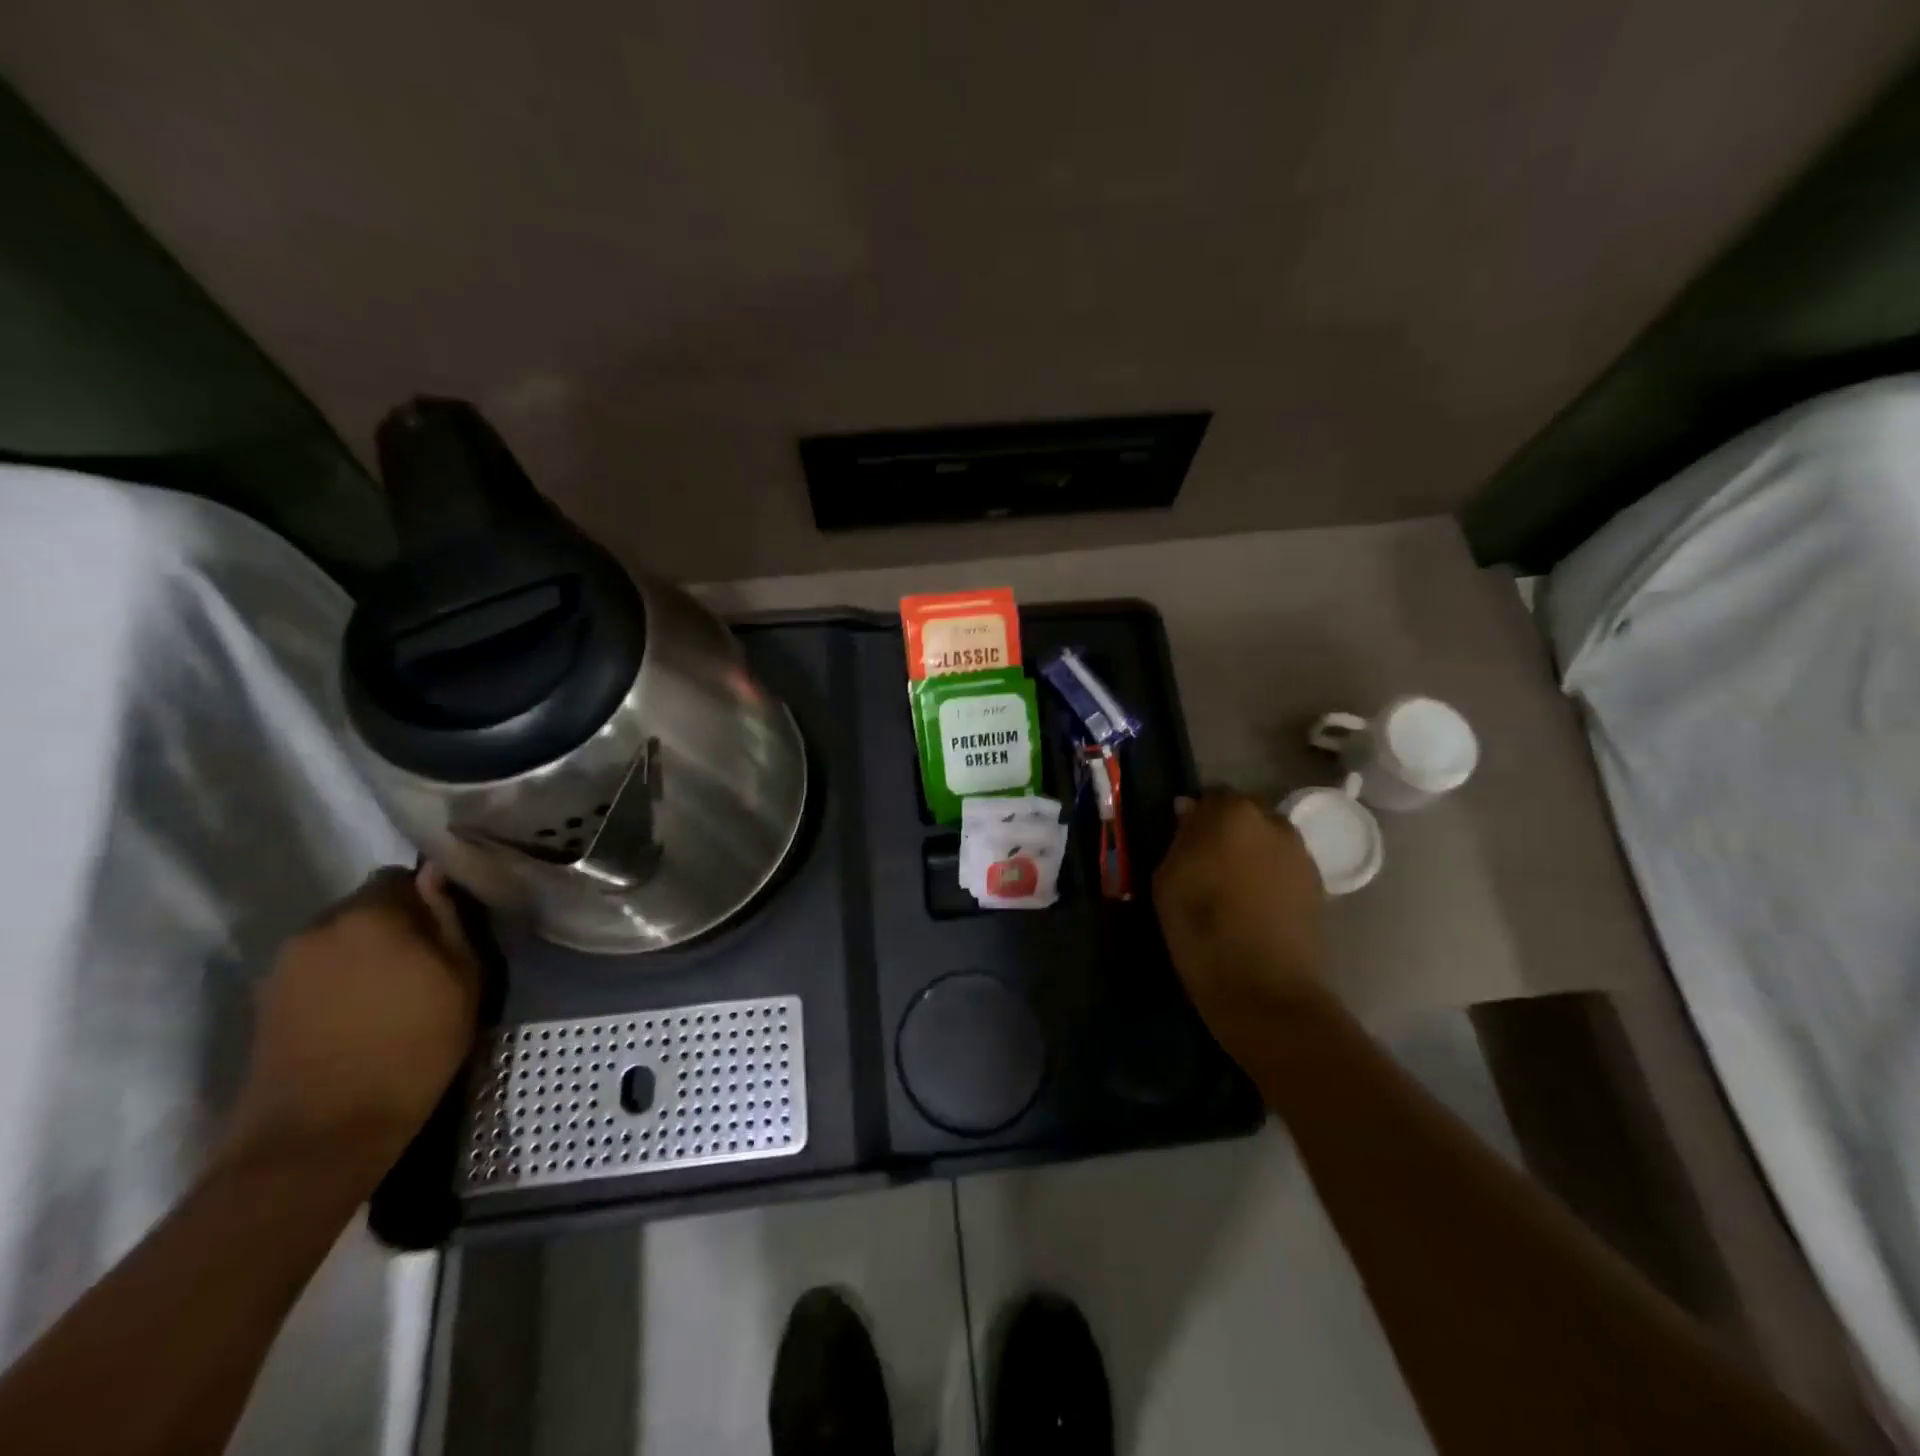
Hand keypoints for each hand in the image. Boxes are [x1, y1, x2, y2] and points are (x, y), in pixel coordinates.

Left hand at [222, 866, 480, 1178]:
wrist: (320, 1134)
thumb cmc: (412, 1049)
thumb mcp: (463, 980)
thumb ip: (450, 920)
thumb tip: (436, 876)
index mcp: (371, 914)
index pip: (400, 876)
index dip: (427, 898)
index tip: (446, 929)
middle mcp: (319, 926)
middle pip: (366, 906)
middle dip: (395, 923)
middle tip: (425, 962)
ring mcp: (284, 965)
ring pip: (339, 939)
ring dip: (365, 953)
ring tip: (392, 992)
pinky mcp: (265, 1001)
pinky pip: (316, 970)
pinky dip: (339, 981)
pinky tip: (359, 1015)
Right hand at [1153, 792, 1328, 1053]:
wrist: (1264, 989)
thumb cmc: (1201, 929)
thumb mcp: (1168, 880)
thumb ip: (1179, 838)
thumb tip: (1188, 812)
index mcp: (1232, 813)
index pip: (1209, 796)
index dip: (1194, 817)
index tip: (1181, 842)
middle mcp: (1273, 821)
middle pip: (1243, 813)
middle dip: (1224, 829)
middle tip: (1204, 863)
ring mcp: (1300, 853)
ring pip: (1265, 839)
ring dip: (1248, 851)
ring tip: (1230, 887)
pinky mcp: (1318, 884)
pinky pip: (1282, 865)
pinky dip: (1267, 874)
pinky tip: (1253, 904)